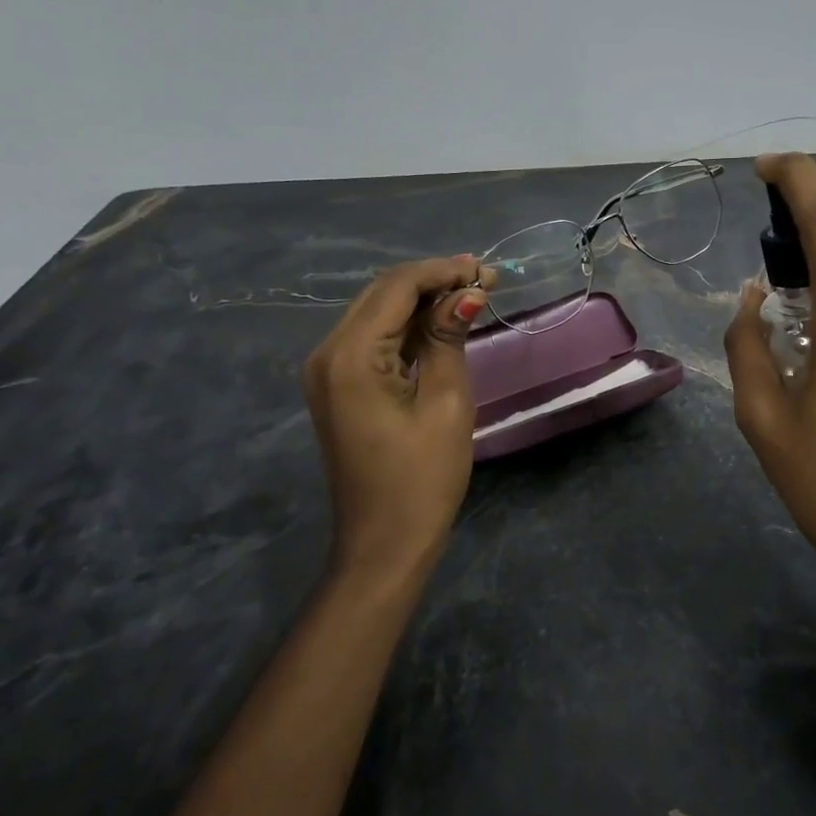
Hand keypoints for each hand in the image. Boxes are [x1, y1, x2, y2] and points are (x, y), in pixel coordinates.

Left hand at [302, 256, 489, 582]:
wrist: (383, 544)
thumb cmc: (421, 479)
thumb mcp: (446, 403)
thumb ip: (450, 338)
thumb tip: (468, 292)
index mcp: (350, 356)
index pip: (396, 287)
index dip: (442, 271)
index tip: (487, 270)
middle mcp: (328, 353)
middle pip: (382, 294)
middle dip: (434, 280)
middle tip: (486, 278)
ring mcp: (328, 370)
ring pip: (379, 313)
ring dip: (423, 300)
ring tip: (473, 292)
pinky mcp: (339, 385)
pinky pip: (375, 339)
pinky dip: (410, 326)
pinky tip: (443, 321)